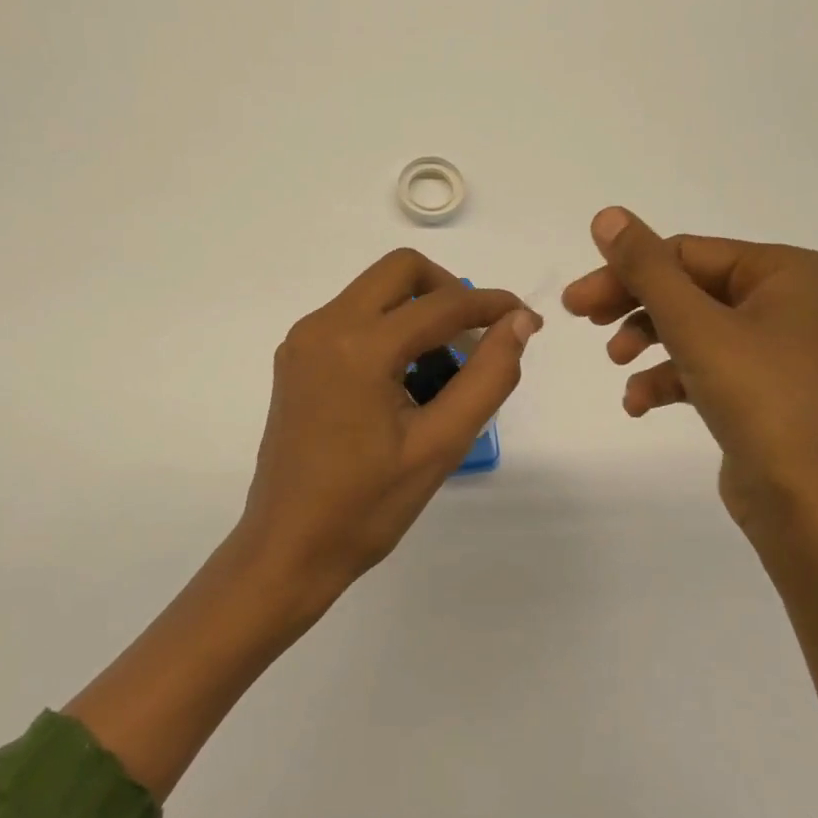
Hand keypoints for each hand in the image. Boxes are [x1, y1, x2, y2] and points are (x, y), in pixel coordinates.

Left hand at [237, 248, 540, 605]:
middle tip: (476, 338)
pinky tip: (403, 382)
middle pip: (400, 270)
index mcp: (358, 346)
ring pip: (374, 292)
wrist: (289, 547)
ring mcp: (303, 340)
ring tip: (442, 373)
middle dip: (448, 292)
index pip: (442, 304)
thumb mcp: (441, 444)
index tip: (528, 321)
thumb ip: (488, 376)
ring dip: (417, 312)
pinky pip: (352, 319)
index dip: (492, 305)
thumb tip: (518, 322)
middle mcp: (323, 326)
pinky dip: (388, 331)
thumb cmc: (367, 506)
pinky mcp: (295, 358)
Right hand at [562, 207, 817, 541]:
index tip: (575, 301)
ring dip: (647, 343)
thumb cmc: (762, 401)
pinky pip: (705, 367)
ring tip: (617, 365)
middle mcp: (788, 302)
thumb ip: (647, 268)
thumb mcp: (696, 327)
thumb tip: (607, 214)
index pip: (687, 253)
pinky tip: (638, 404)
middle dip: (634, 306)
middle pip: (688, 288)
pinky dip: (668, 380)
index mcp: (786, 272)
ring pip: (693, 328)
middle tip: (582, 319)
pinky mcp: (763, 391)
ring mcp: (778, 349)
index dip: (626, 272)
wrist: (816, 509)